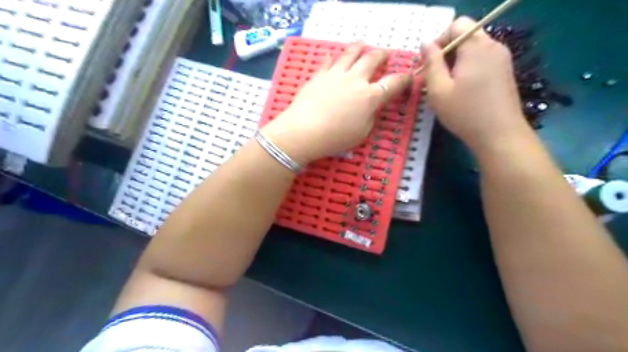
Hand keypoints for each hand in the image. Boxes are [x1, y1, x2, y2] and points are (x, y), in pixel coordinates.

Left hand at [262, 41, 413, 164]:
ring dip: (359, 47)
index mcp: (370, 97)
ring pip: (350, 54)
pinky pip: (327, 62)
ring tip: (363, 44)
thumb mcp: (362, 133)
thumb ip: (370, 116)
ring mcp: (336, 75)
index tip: (408, 76)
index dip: (404, 79)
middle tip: (385, 54)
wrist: (304, 131)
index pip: (393, 83)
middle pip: (372, 60)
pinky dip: (331, 57)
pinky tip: (331, 55)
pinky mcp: (319, 76)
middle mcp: (355, 80)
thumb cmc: (335, 138)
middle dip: (381, 55)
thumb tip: (371, 106)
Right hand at [424, 17, 531, 152]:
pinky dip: (468, 69)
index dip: (439, 40)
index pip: (457, 25)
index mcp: (476, 47)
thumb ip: (431, 63)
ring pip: (473, 50)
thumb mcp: (438, 90)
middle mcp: (493, 46)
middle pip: (465, 36)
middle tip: (434, 78)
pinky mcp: (505, 72)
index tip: (428, 64)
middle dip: (446, 53)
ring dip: (455, 63)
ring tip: (446, 87)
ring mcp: (502, 59)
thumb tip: (426, 44)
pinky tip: (462, 91)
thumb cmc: (465, 113)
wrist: (499, 135)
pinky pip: (482, 61)